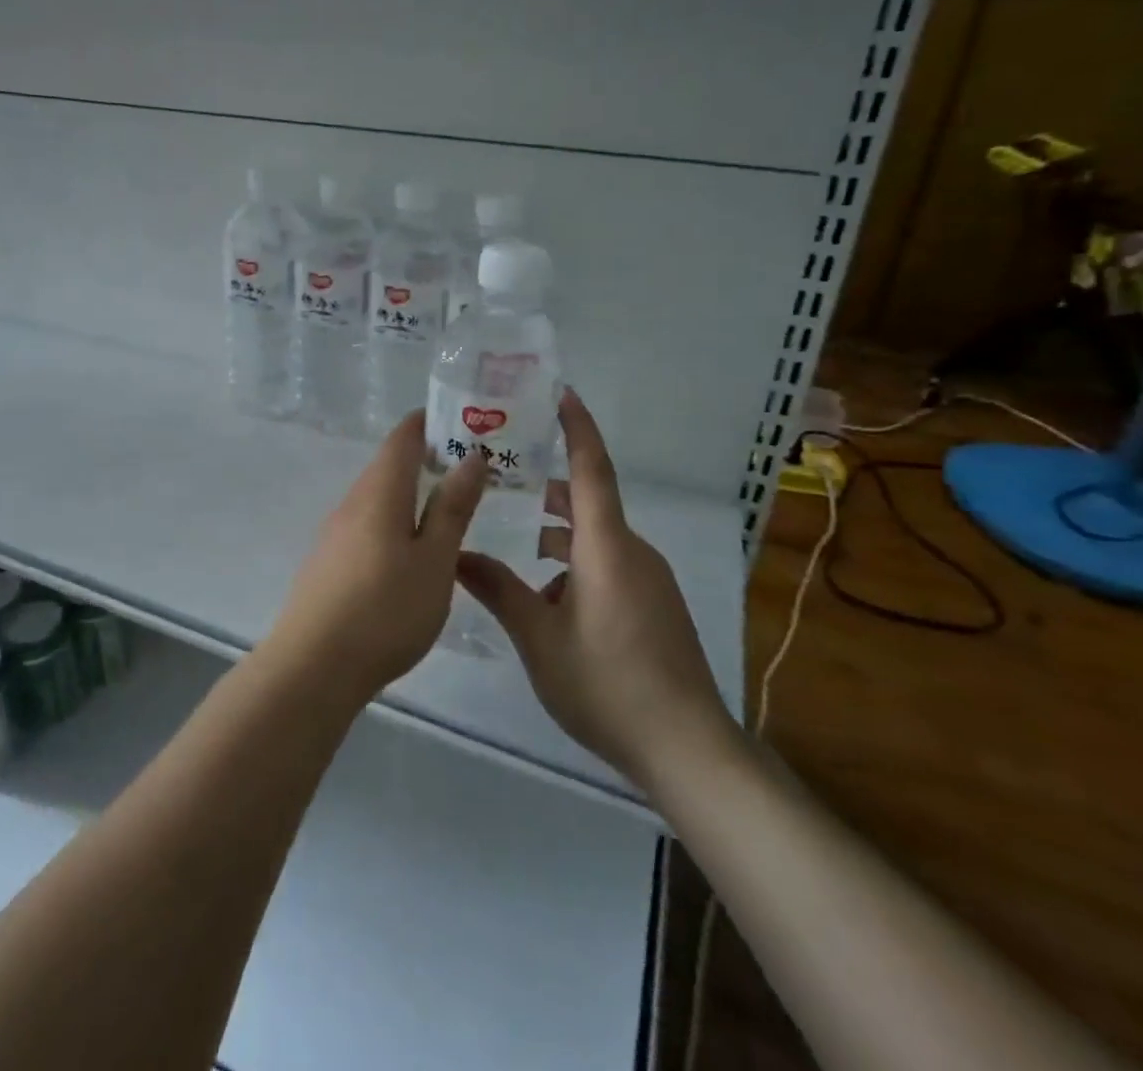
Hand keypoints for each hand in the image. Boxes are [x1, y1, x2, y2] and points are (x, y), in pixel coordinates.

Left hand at [266, 412, 488, 707]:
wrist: (313, 666)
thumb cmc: (385, 610)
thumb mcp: (434, 560)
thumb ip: (452, 508)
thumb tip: (471, 457)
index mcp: (379, 492)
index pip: (403, 437)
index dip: (431, 422)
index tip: (466, 422)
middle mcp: (352, 502)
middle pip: (390, 465)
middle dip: (428, 458)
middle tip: (473, 470)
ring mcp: (335, 532)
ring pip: (378, 497)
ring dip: (412, 492)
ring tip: (450, 508)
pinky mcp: (328, 561)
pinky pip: (367, 523)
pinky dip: (395, 519)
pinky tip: (411, 550)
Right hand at [456, 389, 736, 804]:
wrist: (687, 748)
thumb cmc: (606, 683)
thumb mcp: (539, 637)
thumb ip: (497, 590)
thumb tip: (455, 555)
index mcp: (607, 547)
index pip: (592, 469)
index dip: (577, 428)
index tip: (561, 394)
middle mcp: (633, 552)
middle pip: (588, 505)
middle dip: (549, 492)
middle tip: (505, 482)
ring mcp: (649, 581)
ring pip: (596, 541)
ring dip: (559, 540)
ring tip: (516, 553)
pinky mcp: (656, 607)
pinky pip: (611, 568)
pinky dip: (577, 568)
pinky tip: (549, 605)